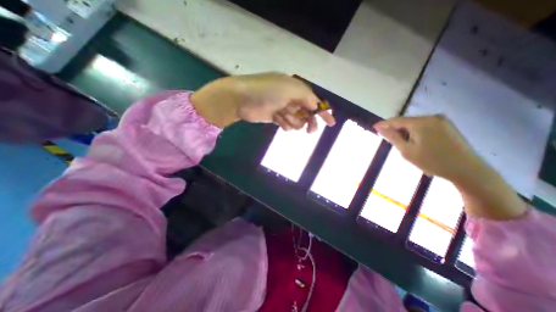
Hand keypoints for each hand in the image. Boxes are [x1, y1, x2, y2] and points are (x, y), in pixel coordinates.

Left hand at [189, 73, 336, 131]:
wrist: (241, 99)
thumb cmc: (266, 91)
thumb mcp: (289, 88)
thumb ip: (305, 96)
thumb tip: (315, 106)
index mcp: (296, 89)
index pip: (314, 101)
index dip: (323, 112)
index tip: (331, 123)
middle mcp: (291, 98)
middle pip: (307, 113)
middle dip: (309, 121)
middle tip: (309, 131)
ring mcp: (282, 108)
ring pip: (297, 120)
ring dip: (293, 121)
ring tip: (283, 117)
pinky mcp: (275, 117)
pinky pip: (286, 124)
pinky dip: (285, 124)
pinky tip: (278, 120)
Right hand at [373, 115, 525, 219]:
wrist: (467, 170)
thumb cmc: (432, 161)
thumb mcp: (406, 150)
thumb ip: (392, 137)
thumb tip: (379, 128)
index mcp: (421, 122)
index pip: (396, 120)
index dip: (384, 124)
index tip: (374, 127)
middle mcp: (432, 117)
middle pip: (406, 121)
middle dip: (396, 130)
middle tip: (390, 141)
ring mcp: (442, 120)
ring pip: (415, 124)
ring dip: (406, 132)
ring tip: (404, 145)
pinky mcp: (448, 125)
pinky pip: (425, 126)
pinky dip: (416, 133)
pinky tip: (417, 143)